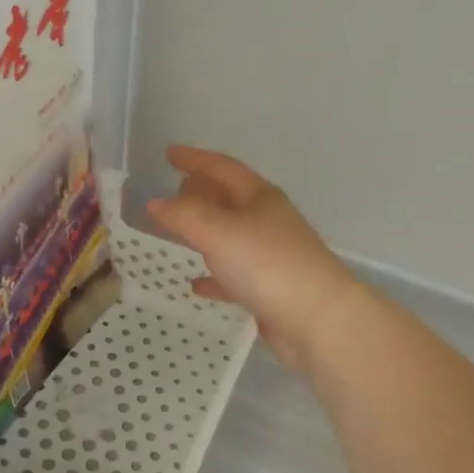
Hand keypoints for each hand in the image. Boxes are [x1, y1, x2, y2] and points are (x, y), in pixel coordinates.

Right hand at [146, 145, 360, 373]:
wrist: (318, 320)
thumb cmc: (267, 264)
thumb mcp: (218, 232)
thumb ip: (184, 215)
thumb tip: (155, 202)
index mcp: (260, 198)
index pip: (223, 168)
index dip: (195, 158)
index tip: (169, 153)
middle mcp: (269, 221)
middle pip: (230, 199)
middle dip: (202, 191)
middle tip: (175, 188)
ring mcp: (272, 256)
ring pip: (232, 236)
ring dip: (206, 230)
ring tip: (179, 229)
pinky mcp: (271, 289)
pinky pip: (235, 275)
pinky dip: (214, 275)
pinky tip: (196, 284)